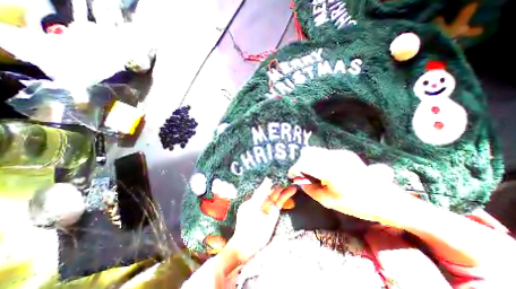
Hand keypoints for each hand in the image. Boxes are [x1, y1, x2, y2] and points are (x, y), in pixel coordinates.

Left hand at [225, 177, 293, 263]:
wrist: (248, 243)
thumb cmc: (247, 223)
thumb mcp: (253, 205)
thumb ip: (261, 192)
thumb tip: (268, 179)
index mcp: (255, 196)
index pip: (264, 185)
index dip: (271, 178)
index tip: (278, 171)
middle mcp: (262, 198)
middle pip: (272, 188)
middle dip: (279, 182)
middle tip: (288, 174)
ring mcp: (269, 205)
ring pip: (278, 194)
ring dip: (285, 188)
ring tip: (292, 181)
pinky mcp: (275, 211)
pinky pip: (281, 201)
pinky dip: (286, 196)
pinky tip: (291, 190)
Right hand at [288, 147, 404, 225]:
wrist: (386, 199)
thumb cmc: (357, 204)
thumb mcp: (329, 201)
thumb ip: (310, 189)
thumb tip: (299, 181)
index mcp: (330, 171)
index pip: (304, 163)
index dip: (294, 169)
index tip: (291, 175)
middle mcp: (334, 157)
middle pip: (308, 153)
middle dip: (300, 163)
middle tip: (300, 174)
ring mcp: (340, 153)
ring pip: (315, 151)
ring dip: (308, 160)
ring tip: (310, 172)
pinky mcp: (345, 153)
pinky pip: (324, 153)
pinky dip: (317, 159)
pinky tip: (322, 169)